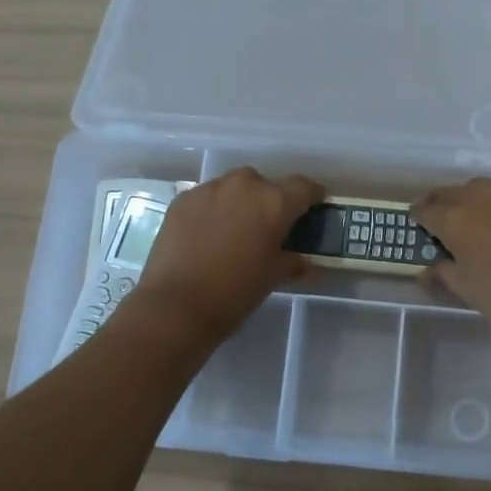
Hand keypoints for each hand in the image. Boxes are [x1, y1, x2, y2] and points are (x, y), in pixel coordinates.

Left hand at [133, 168, 324, 340]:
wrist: (176, 306)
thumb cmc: (236, 291)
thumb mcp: (274, 276)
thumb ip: (294, 260)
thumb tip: (304, 260)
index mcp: (275, 201)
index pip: (305, 187)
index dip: (313, 197)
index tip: (314, 208)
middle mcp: (244, 185)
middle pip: (267, 184)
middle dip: (271, 201)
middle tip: (269, 226)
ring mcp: (209, 189)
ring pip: (234, 187)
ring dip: (241, 202)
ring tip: (236, 229)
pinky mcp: (182, 199)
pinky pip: (207, 197)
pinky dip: (213, 210)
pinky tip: (207, 234)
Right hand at [413, 179, 490, 351]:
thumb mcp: (466, 290)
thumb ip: (443, 274)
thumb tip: (427, 270)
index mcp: (457, 219)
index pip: (427, 209)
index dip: (418, 216)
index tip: (415, 224)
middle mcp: (482, 199)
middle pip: (453, 192)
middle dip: (442, 203)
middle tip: (438, 219)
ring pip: (482, 189)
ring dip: (470, 200)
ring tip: (469, 220)